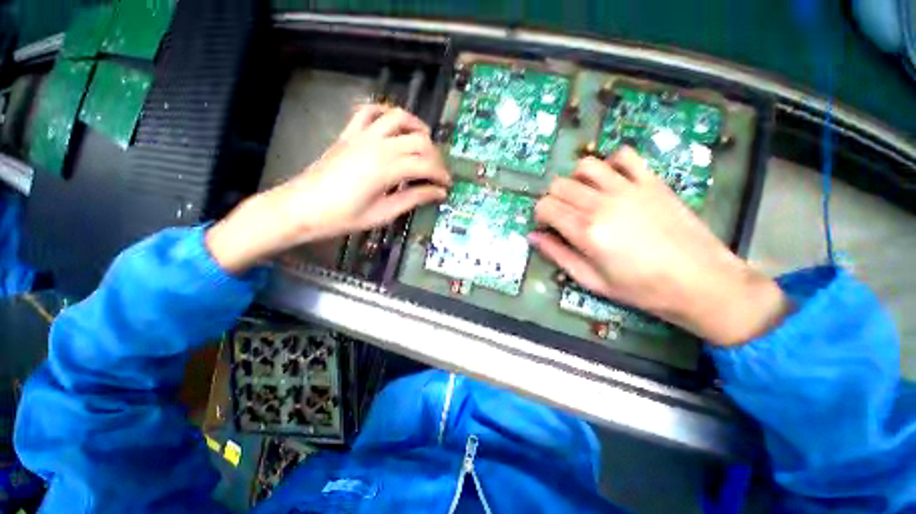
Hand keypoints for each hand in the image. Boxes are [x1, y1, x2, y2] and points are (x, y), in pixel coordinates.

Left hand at [207, 105, 449, 273]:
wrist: (302, 207)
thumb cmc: (343, 217)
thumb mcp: (383, 213)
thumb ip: (413, 198)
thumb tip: (438, 193)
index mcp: (387, 168)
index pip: (425, 165)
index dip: (441, 175)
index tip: (447, 186)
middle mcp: (378, 145)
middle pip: (418, 141)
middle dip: (435, 156)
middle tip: (438, 173)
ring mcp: (362, 135)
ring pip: (398, 118)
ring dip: (417, 127)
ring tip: (425, 142)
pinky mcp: (350, 134)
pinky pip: (369, 112)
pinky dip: (385, 113)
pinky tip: (394, 125)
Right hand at [529, 148, 789, 345]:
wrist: (700, 281)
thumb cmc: (641, 288)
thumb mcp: (591, 280)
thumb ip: (558, 254)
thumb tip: (533, 237)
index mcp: (585, 230)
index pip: (545, 207)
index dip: (540, 216)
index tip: (547, 227)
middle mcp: (602, 203)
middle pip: (559, 184)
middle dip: (553, 199)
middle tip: (563, 215)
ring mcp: (628, 188)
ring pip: (585, 166)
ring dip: (576, 179)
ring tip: (583, 196)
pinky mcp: (651, 182)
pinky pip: (624, 156)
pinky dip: (611, 163)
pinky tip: (612, 181)